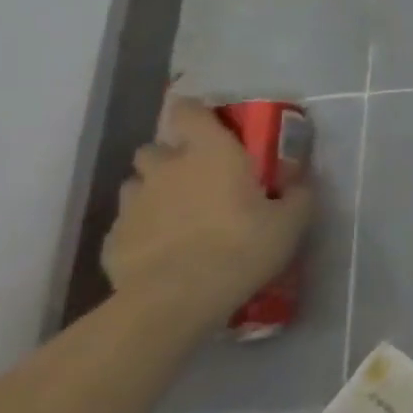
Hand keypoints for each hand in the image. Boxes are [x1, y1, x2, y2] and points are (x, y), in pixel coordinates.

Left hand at [104, 98, 313, 331]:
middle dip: (171, 157)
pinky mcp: (113, 240)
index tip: (209, 122)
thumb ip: (297, 194)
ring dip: (154, 191)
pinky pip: (128, 224)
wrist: (175, 300)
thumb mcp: (291, 221)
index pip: (189, 111)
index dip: (195, 112)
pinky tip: (162, 249)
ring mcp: (133, 204)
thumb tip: (299, 181)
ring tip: (178, 214)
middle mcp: (166, 168)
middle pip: (155, 148)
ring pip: (136, 184)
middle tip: (197, 177)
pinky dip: (143, 228)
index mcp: (210, 152)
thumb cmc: (241, 247)